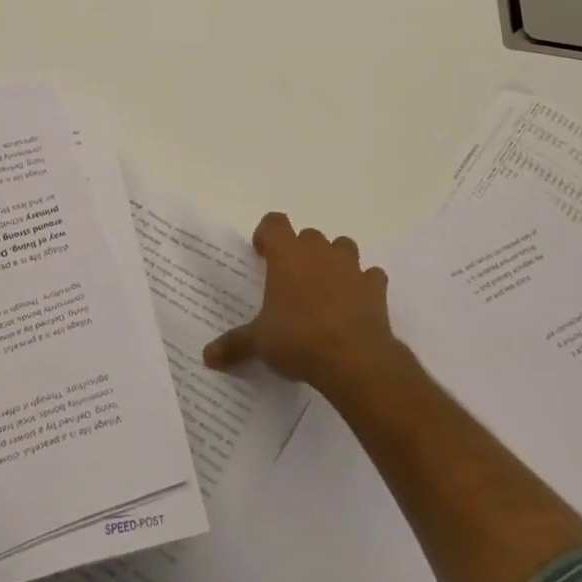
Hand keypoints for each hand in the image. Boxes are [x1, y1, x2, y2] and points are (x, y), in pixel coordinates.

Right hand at [202, 213, 402, 396]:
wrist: (353, 358)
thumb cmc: (297, 339)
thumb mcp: (259, 343)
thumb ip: (234, 345)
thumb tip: (206, 356)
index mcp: (286, 255)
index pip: (274, 222)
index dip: (267, 233)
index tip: (261, 254)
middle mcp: (319, 252)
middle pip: (309, 235)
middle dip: (300, 252)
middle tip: (290, 280)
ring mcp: (351, 267)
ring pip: (343, 247)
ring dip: (334, 261)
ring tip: (324, 289)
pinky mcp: (375, 288)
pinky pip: (370, 277)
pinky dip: (363, 285)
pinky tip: (355, 305)